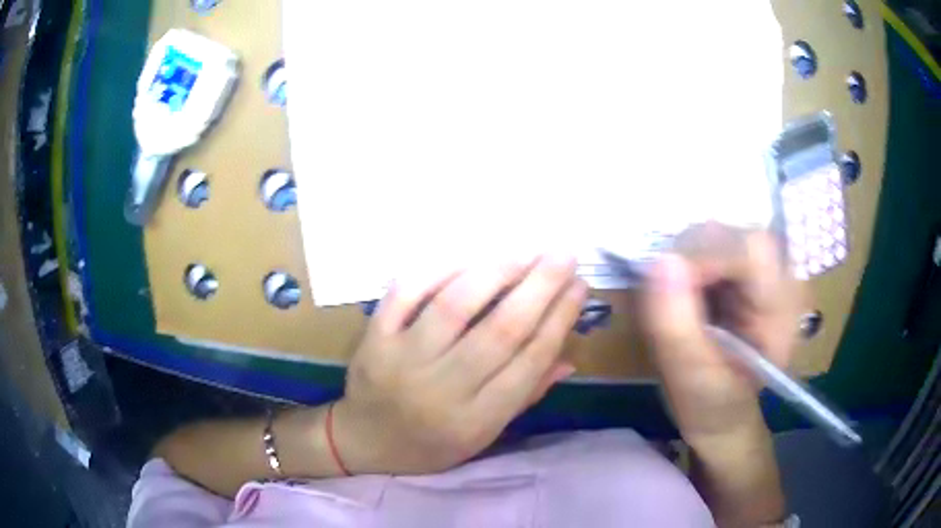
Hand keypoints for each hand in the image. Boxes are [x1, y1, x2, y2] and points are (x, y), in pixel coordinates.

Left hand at [332, 255, 586, 474]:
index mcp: (475, 420)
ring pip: (455, 306)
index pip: (528, 362)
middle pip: (500, 330)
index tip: (580, 286)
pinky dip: (439, 269)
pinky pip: (406, 293)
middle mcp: (441, 390)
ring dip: (497, 272)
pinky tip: (469, 257)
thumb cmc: (431, 444)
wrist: (365, 440)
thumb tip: (569, 357)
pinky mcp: (374, 338)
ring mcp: (402, 360)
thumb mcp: (484, 435)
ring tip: (526, 251)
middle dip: (540, 287)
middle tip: (565, 255)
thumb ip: (526, 395)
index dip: (559, 319)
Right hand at [642, 227, 801, 445]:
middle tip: (665, 300)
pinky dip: (684, 265)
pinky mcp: (743, 266)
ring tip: (675, 304)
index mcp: (783, 309)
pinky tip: (684, 296)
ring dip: (683, 261)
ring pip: (715, 233)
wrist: (724, 414)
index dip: (705, 254)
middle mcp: (781, 276)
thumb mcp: (693, 379)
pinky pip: (708, 244)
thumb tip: (660, 261)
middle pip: (732, 233)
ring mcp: (763, 267)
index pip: (751, 249)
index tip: (665, 283)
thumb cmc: (715, 407)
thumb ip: (676, 327)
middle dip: (689, 258)